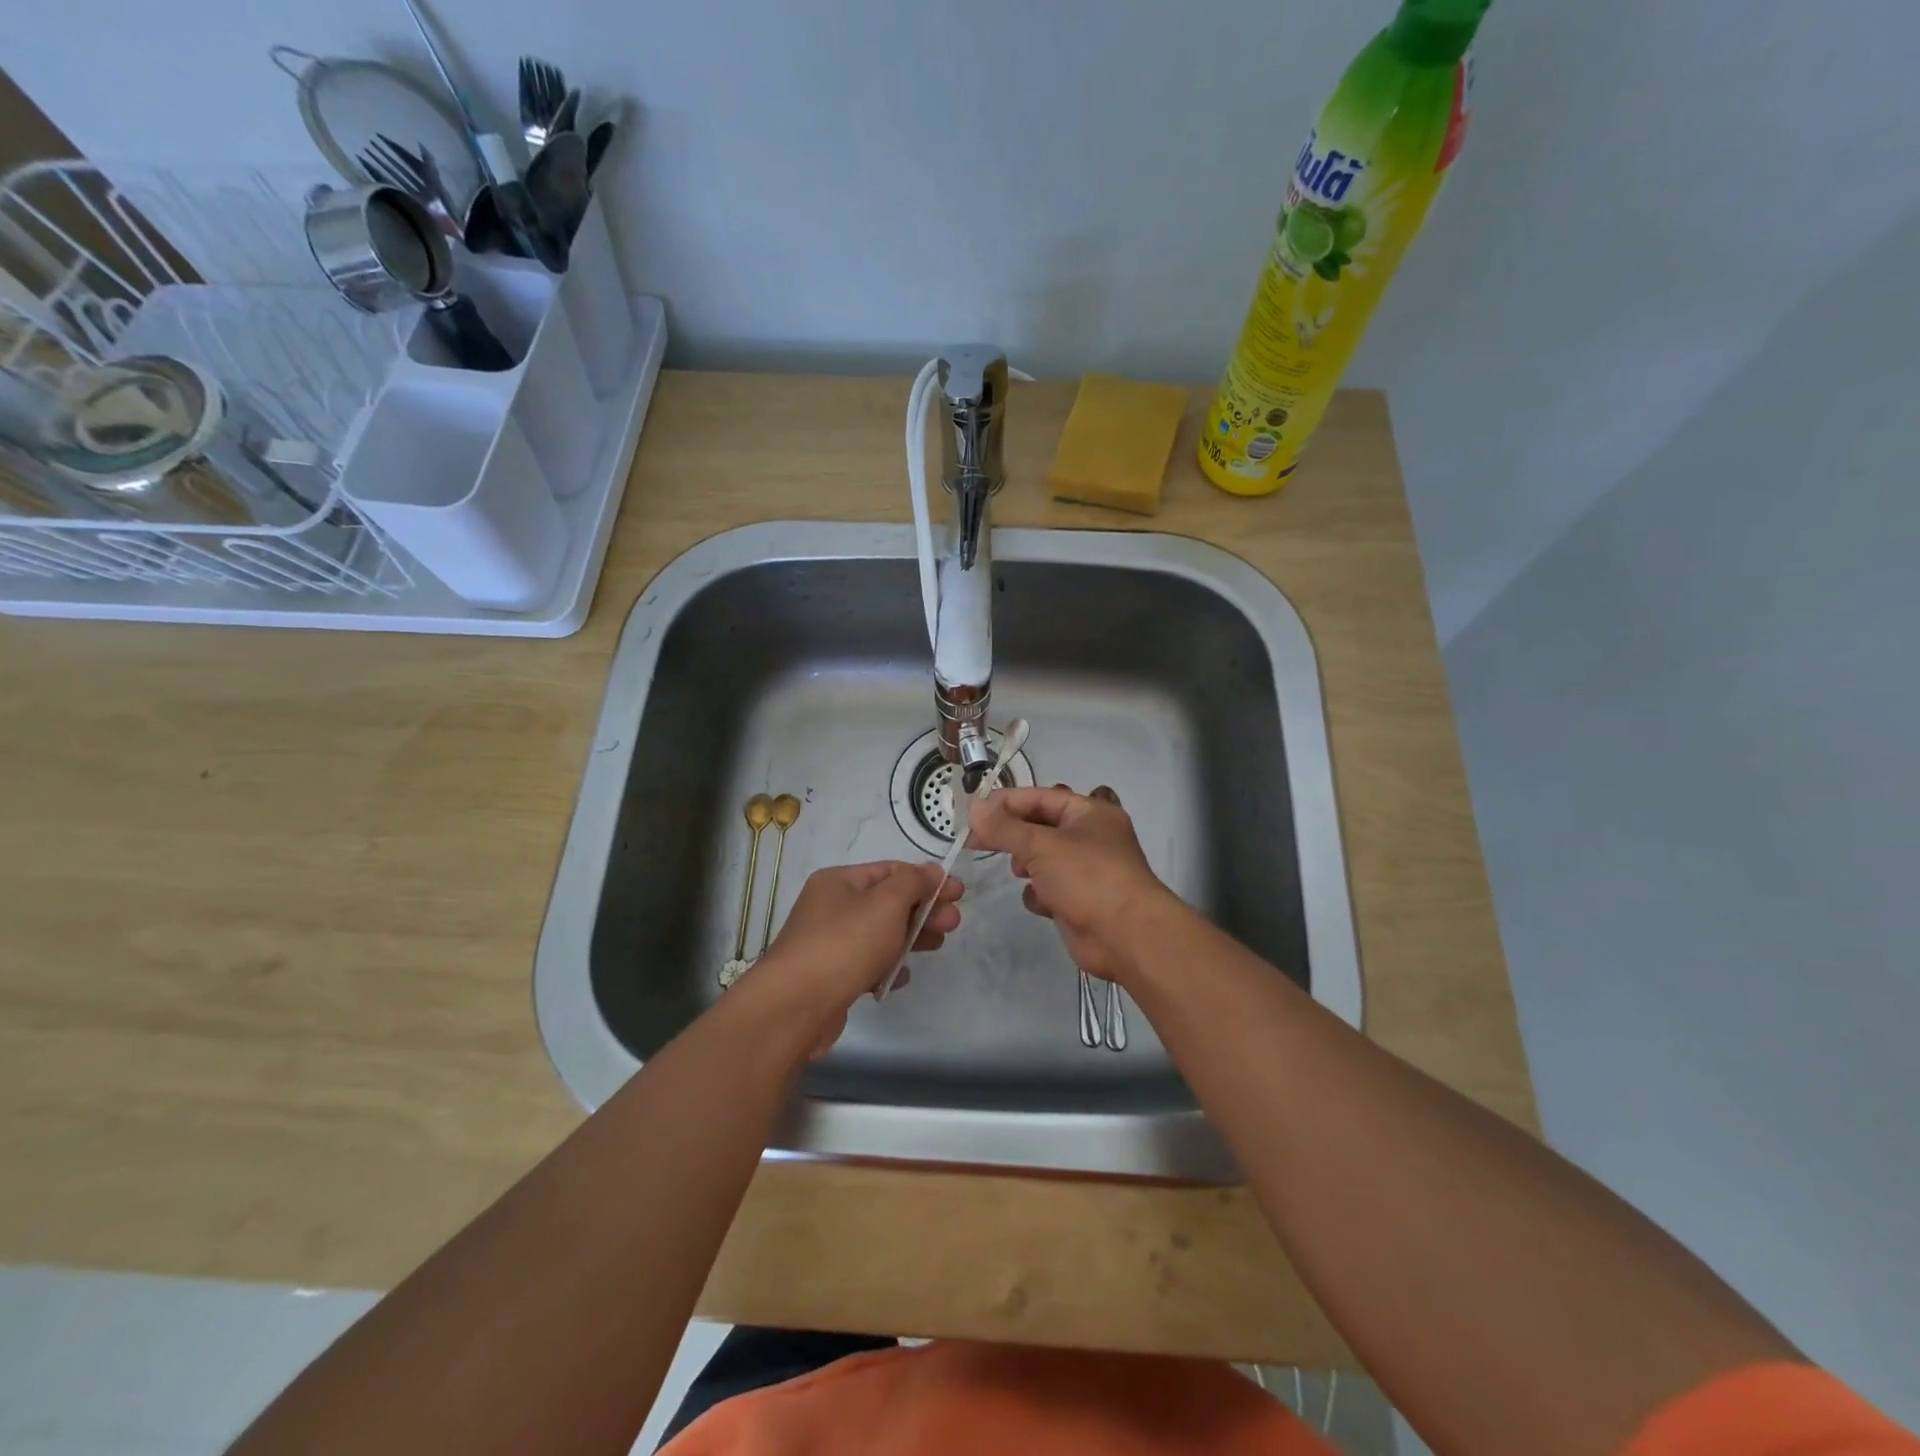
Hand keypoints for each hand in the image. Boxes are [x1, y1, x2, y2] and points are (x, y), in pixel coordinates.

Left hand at [750, 861, 961, 1053]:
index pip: (890, 870)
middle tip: (953, 923)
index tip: (958, 893)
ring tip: (937, 946)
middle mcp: (830, 907)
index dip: (926, 879)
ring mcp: (828, 944)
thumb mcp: (886, 903)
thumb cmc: (844, 944)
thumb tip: (931, 872)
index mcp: (839, 881)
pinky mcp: (830, 977)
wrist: (796, 1006)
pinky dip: (887, 967)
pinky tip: (901, 977)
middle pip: (887, 903)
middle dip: (923, 910)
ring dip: (910, 938)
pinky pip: (866, 965)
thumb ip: (913, 883)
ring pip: (879, 934)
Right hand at [966, 785, 1182, 983]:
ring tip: (1021, 872)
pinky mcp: (1078, 900)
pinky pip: (1048, 888)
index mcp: (1089, 813)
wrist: (1126, 937)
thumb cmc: (1087, 878)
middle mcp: (1089, 837)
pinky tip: (1042, 902)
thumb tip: (974, 806)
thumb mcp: (1041, 846)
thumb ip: (1004, 827)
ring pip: (1041, 859)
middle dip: (1013, 836)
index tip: (973, 812)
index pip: (1040, 797)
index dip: (1006, 802)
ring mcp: (1085, 870)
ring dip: (1027, 866)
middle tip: (977, 841)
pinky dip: (1040, 894)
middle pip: (1039, 828)